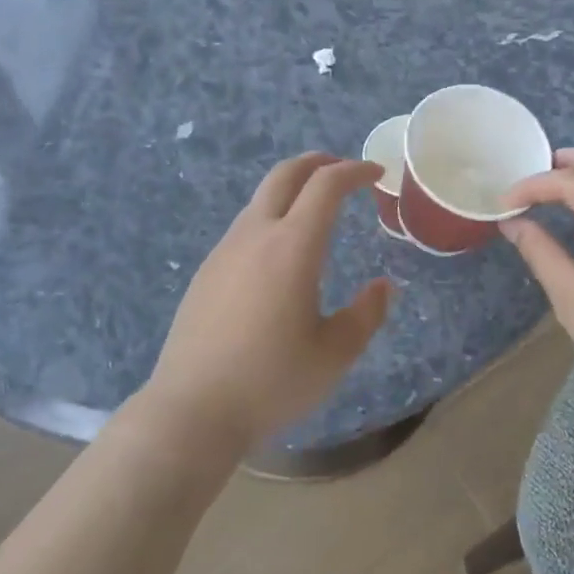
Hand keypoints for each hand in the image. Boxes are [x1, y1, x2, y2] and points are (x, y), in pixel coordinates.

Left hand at [142, 153, 392, 458]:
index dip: (354, 171)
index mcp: (292, 247)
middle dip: (318, 163)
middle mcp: (255, 235)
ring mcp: (225, 250)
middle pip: (285, 174)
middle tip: (344, 171)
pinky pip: (245, 226)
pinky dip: (272, 216)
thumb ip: (366, 315)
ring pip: (261, 198)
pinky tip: (280, 253)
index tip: (376, 174)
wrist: (191, 410)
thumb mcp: (334, 355)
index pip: (326, 185)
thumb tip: (382, 287)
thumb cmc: (270, 382)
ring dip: (292, 190)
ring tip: (316, 211)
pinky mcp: (207, 270)